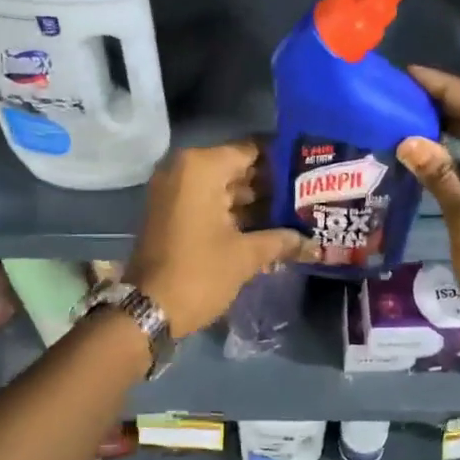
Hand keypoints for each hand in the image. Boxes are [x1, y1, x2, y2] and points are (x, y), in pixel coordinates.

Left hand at [127, 140, 314, 337]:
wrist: (147, 309)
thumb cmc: (199, 273)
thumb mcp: (245, 256)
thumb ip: (281, 240)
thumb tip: (313, 242)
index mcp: (201, 167)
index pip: (252, 150)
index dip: (282, 161)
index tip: (310, 172)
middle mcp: (184, 169)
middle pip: (237, 168)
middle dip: (270, 184)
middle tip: (307, 196)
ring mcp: (173, 190)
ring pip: (223, 186)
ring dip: (254, 201)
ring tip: (294, 213)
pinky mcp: (170, 212)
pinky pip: (208, 201)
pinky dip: (233, 212)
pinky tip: (266, 228)